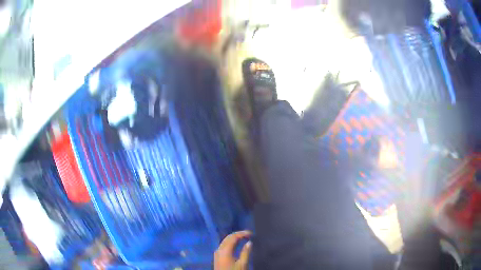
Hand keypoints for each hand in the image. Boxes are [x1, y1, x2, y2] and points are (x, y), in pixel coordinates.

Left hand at [214, 230, 251, 269]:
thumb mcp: (242, 264)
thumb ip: (246, 252)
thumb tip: (249, 242)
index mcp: (225, 250)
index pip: (233, 237)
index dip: (242, 233)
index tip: (251, 233)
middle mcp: (219, 249)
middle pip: (228, 238)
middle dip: (238, 234)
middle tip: (248, 234)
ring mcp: (217, 253)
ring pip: (225, 241)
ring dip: (234, 238)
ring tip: (243, 238)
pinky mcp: (217, 257)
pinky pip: (223, 246)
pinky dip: (230, 243)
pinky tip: (236, 245)